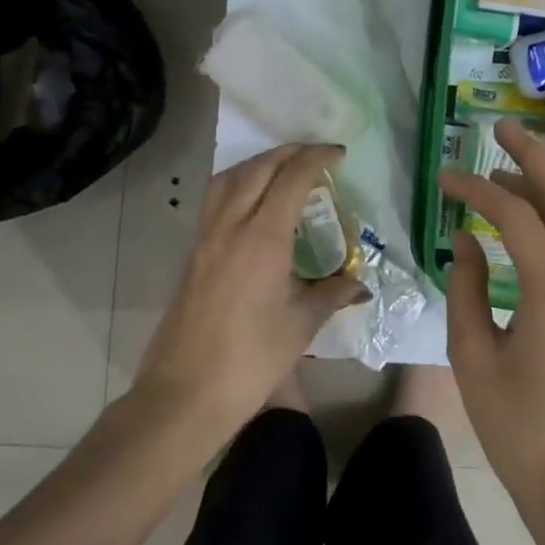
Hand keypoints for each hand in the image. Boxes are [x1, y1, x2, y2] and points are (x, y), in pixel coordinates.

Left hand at [135, 143, 368, 439]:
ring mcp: (205, 238)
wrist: (185, 393)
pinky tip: (253, 203)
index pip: (291, 178)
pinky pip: (215, 200)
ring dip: (258, 163)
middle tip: (316, 154)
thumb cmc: (251, 360)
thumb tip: (359, 284)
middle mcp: (230, 227)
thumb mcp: (301, 325)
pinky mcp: (192, 254)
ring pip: (229, 179)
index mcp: (263, 239)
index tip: (339, 154)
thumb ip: (332, 294)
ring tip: (283, 168)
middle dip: (288, 152)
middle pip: (257, 169)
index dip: (317, 158)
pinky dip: (237, 184)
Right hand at [438, 118, 544, 536]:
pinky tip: (529, 225)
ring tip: (505, 175)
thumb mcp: (474, 357)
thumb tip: (465, 240)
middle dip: (534, 159)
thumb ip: (465, 288)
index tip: (445, 175)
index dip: (477, 188)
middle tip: (502, 130)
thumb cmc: (519, 429)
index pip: (516, 216)